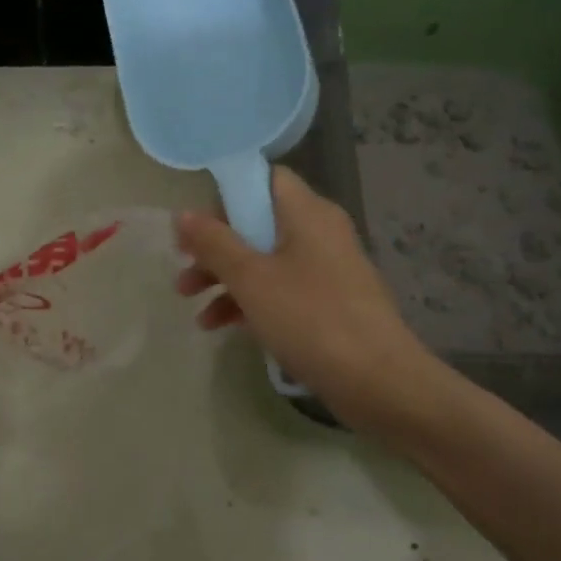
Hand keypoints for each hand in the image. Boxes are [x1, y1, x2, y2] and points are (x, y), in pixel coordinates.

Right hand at [176, 167, 437, 428]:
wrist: (377, 380)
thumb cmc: (310, 318)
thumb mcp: (251, 278)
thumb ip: (214, 243)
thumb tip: (183, 214)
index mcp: (308, 212)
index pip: (265, 179)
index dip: (226, 196)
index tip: (197, 227)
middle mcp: (320, 232)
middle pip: (259, 224)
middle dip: (216, 249)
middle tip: (184, 272)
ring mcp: (328, 270)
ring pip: (266, 261)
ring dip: (227, 280)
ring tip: (194, 311)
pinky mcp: (330, 304)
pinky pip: (283, 290)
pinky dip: (252, 302)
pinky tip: (222, 327)